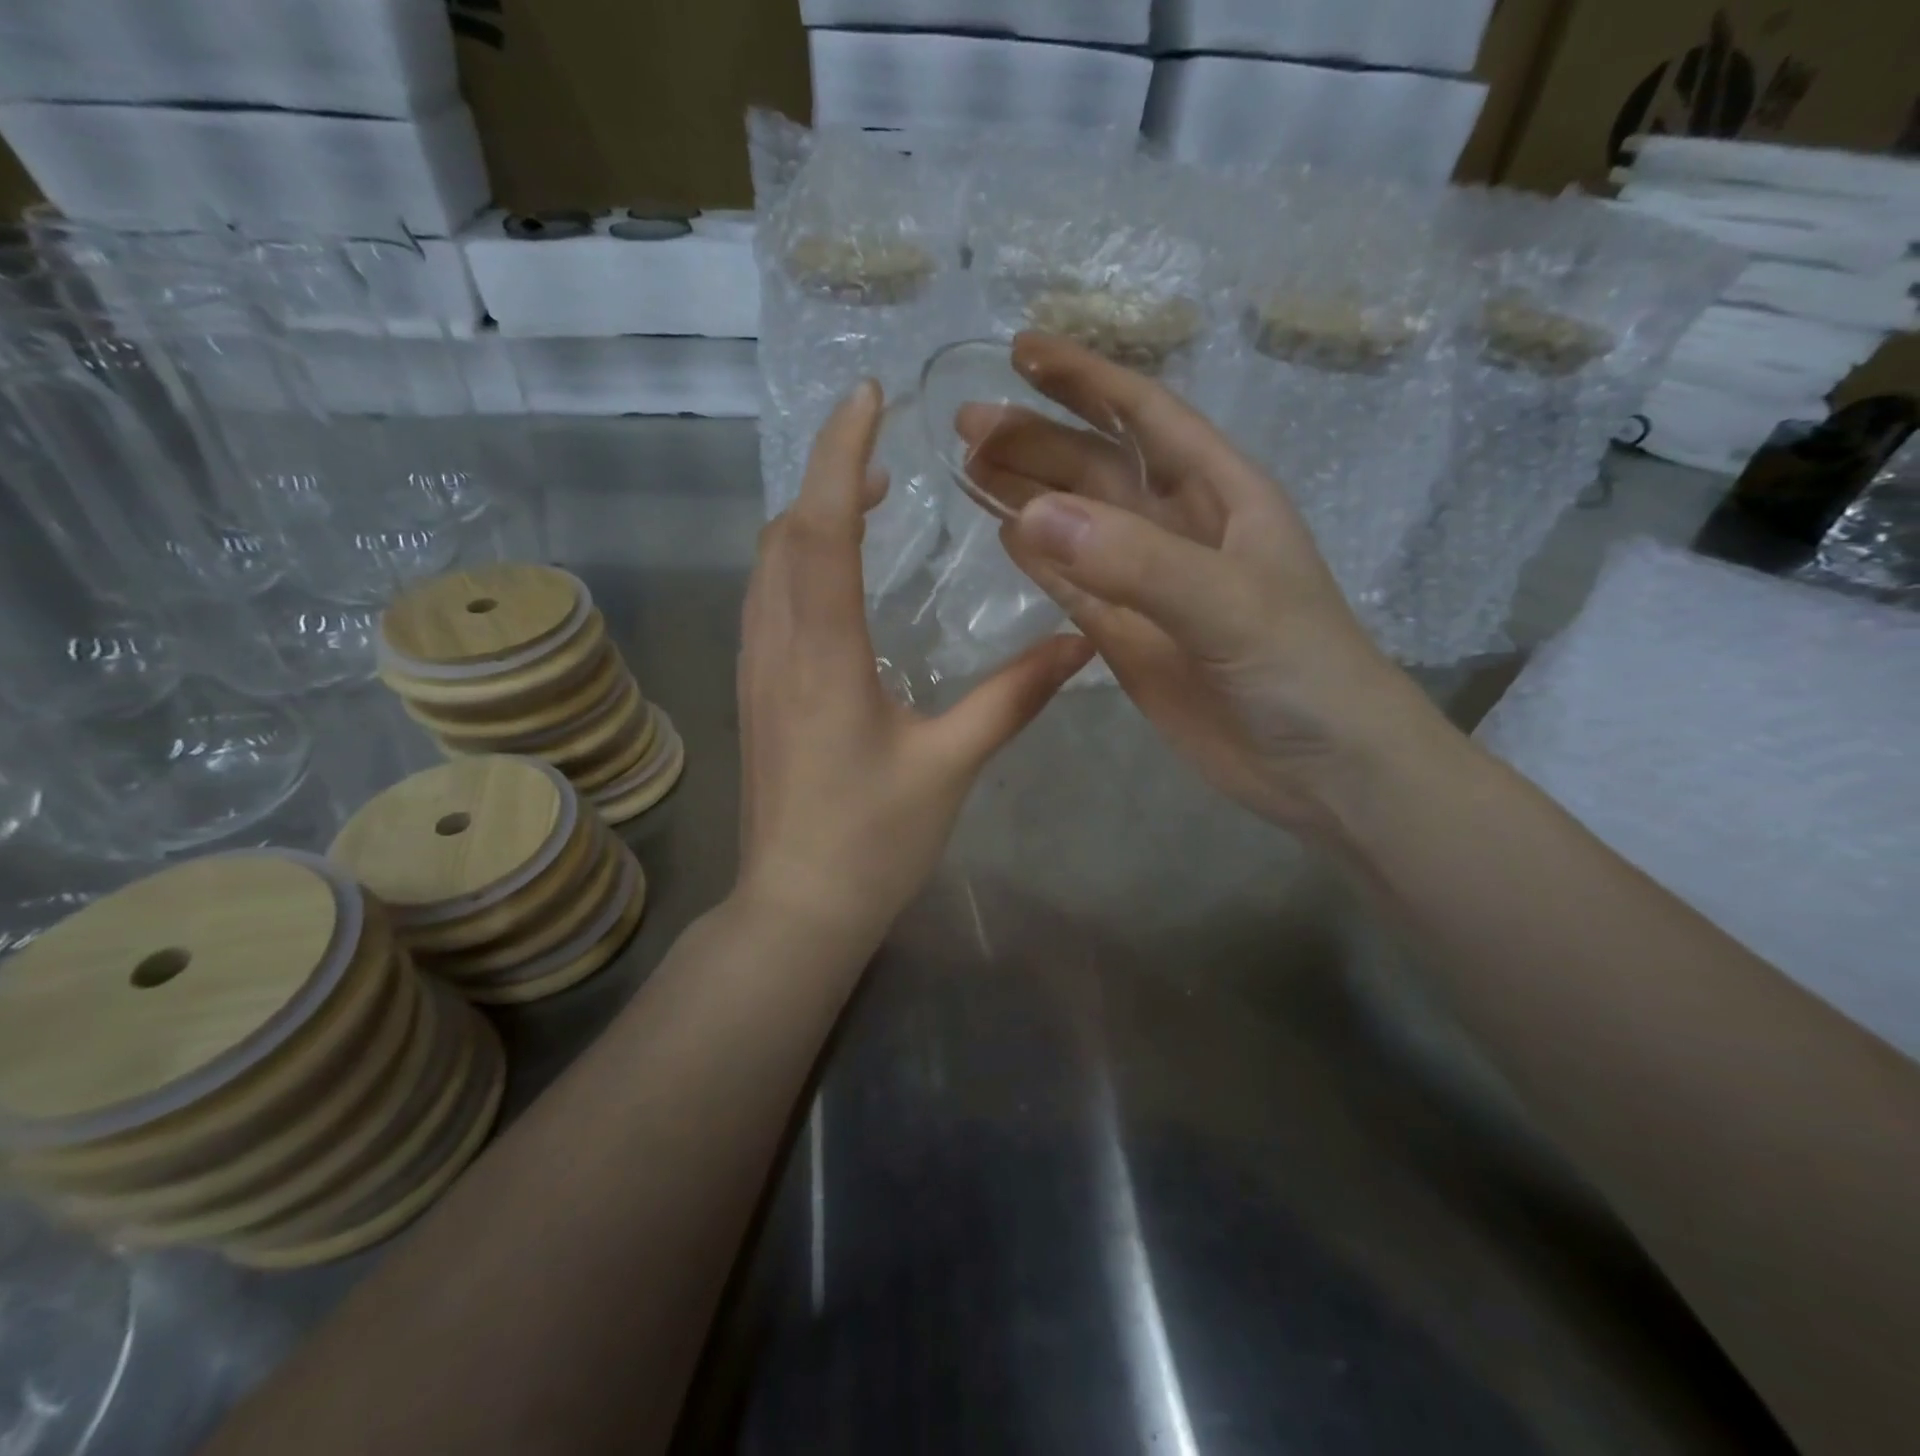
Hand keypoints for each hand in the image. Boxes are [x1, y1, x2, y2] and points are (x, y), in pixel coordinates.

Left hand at [736, 379, 1094, 946]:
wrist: (797, 906)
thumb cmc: (872, 840)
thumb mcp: (950, 765)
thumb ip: (1012, 698)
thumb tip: (1079, 642)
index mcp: (823, 654)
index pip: (820, 526)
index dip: (841, 454)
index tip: (867, 397)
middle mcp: (777, 647)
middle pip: (785, 533)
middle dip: (827, 478)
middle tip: (885, 456)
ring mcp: (756, 671)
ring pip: (767, 566)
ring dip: (808, 518)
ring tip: (866, 502)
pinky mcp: (755, 695)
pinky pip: (767, 602)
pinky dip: (796, 563)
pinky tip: (836, 580)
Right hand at [968, 333, 1451, 840]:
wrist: (1323, 769)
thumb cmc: (1302, 671)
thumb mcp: (1229, 604)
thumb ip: (1135, 561)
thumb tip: (1030, 515)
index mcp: (1221, 494)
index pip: (1145, 416)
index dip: (1086, 379)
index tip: (1023, 350)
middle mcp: (1180, 529)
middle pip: (1097, 468)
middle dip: (1037, 439)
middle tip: (967, 425)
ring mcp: (1150, 586)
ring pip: (1077, 526)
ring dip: (1028, 494)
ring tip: (969, 468)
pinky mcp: (1129, 638)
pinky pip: (1074, 588)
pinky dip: (1040, 562)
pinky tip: (1005, 534)